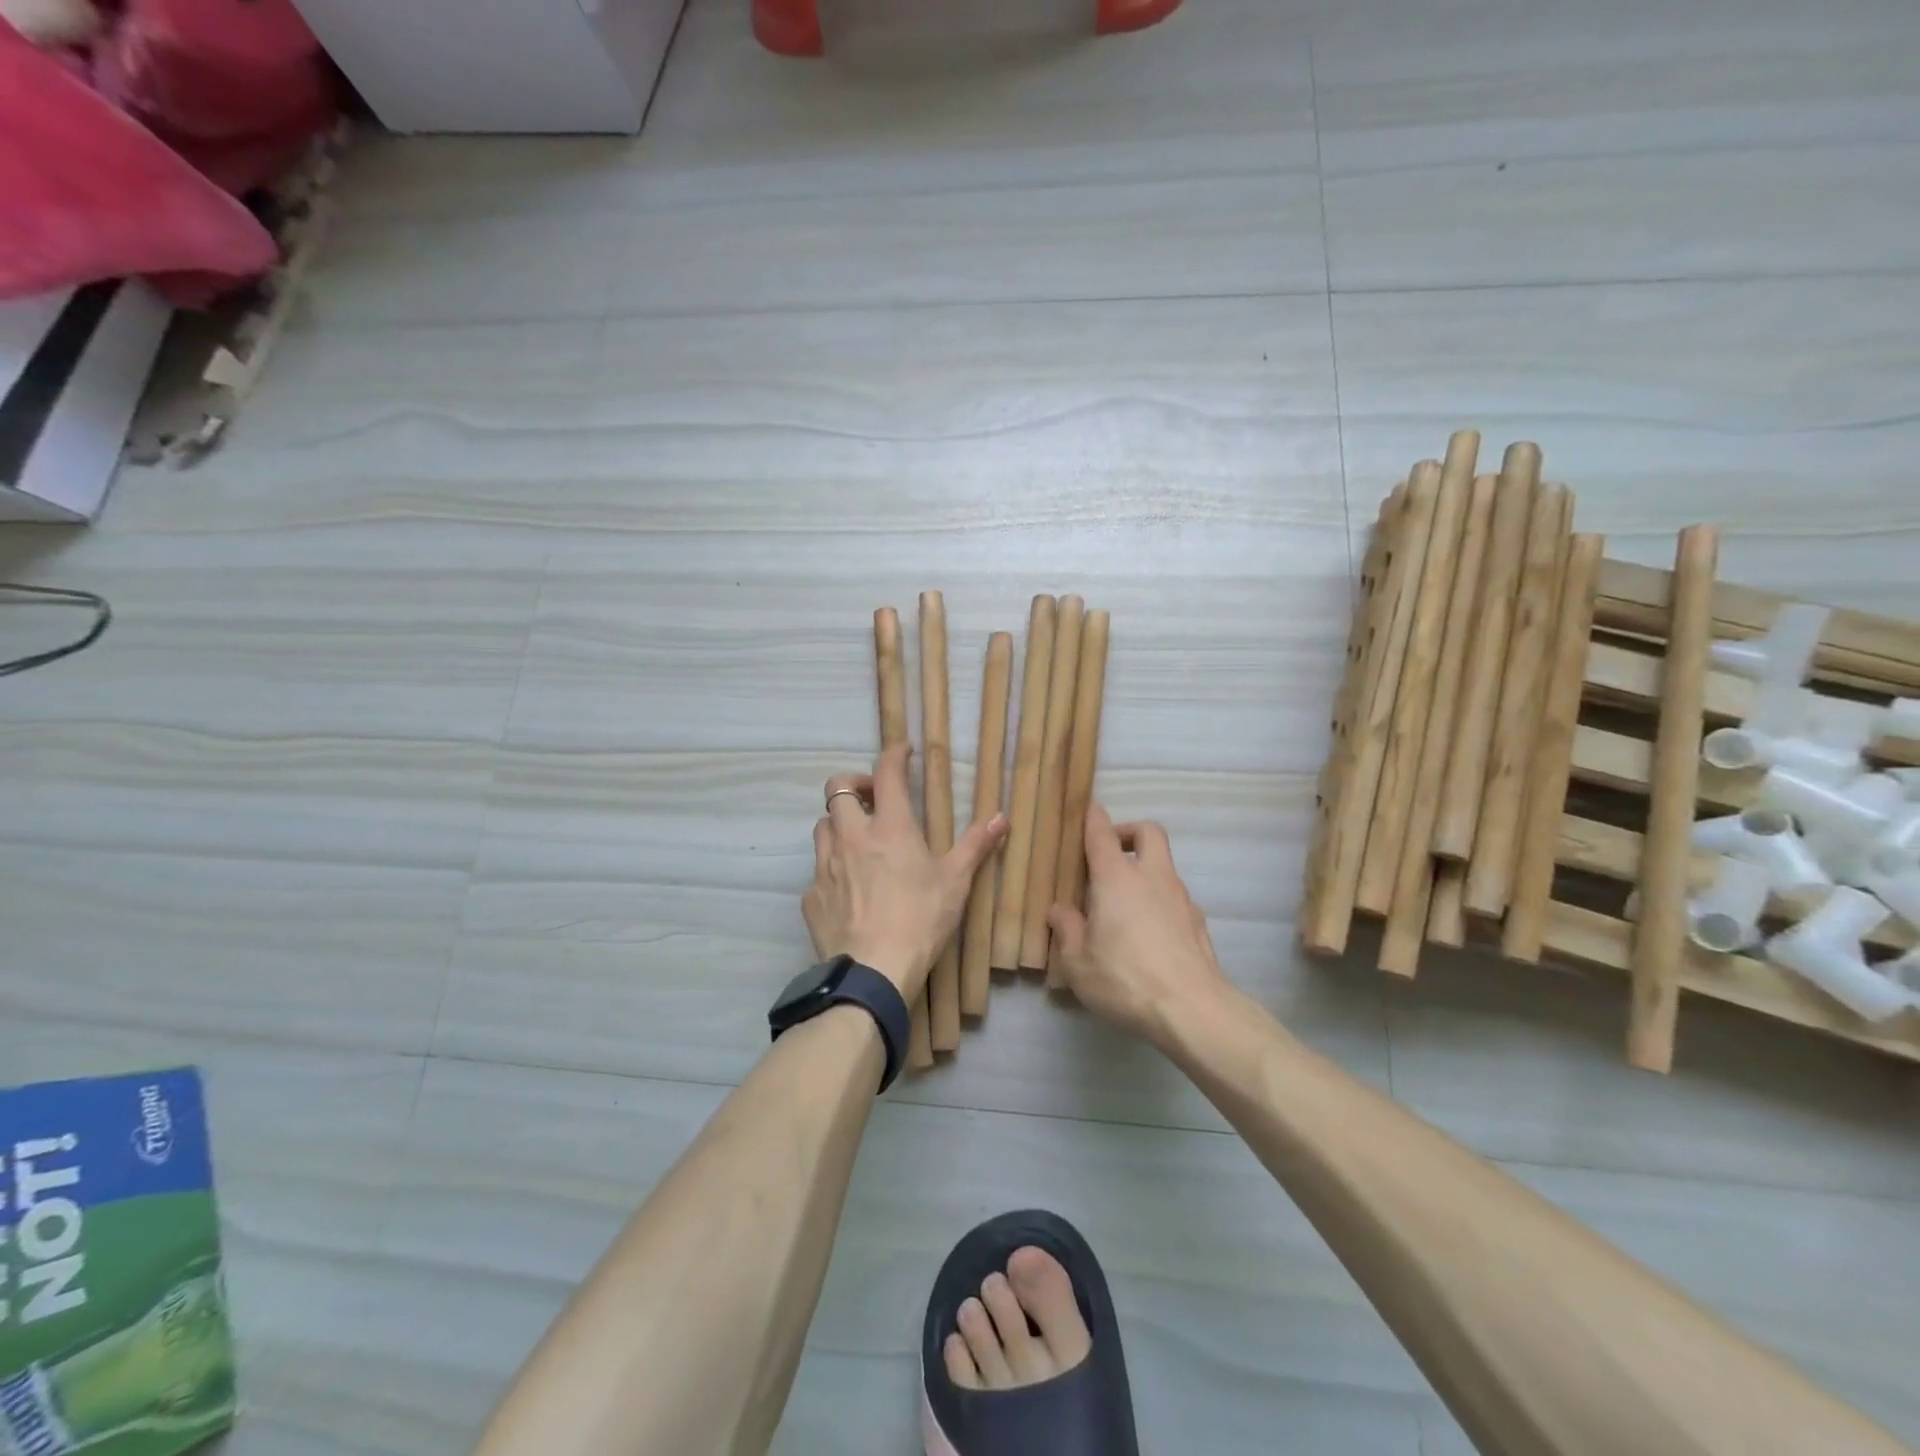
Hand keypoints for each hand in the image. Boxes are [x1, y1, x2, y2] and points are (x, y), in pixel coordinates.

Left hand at [804, 742, 1007, 1000]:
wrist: (873, 972)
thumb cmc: (921, 919)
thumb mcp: (956, 881)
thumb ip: (976, 845)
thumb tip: (1001, 817)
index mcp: (890, 826)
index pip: (887, 772)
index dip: (894, 754)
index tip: (902, 750)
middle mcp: (851, 837)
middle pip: (837, 789)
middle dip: (854, 784)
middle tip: (873, 798)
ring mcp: (826, 866)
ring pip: (822, 826)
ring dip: (838, 823)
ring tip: (857, 839)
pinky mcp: (811, 897)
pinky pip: (817, 871)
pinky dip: (831, 868)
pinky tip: (847, 888)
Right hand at [1046, 804, 1229, 1044]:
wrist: (1192, 1010)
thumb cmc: (1125, 979)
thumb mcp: (1077, 962)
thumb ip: (1066, 929)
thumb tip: (1059, 910)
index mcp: (1117, 878)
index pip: (1102, 833)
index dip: (1093, 817)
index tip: (1087, 810)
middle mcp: (1152, 877)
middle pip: (1149, 832)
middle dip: (1129, 832)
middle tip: (1109, 853)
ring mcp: (1181, 898)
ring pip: (1164, 866)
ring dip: (1145, 872)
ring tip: (1122, 906)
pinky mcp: (1198, 923)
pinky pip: (1175, 898)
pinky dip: (1159, 902)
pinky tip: (1147, 935)